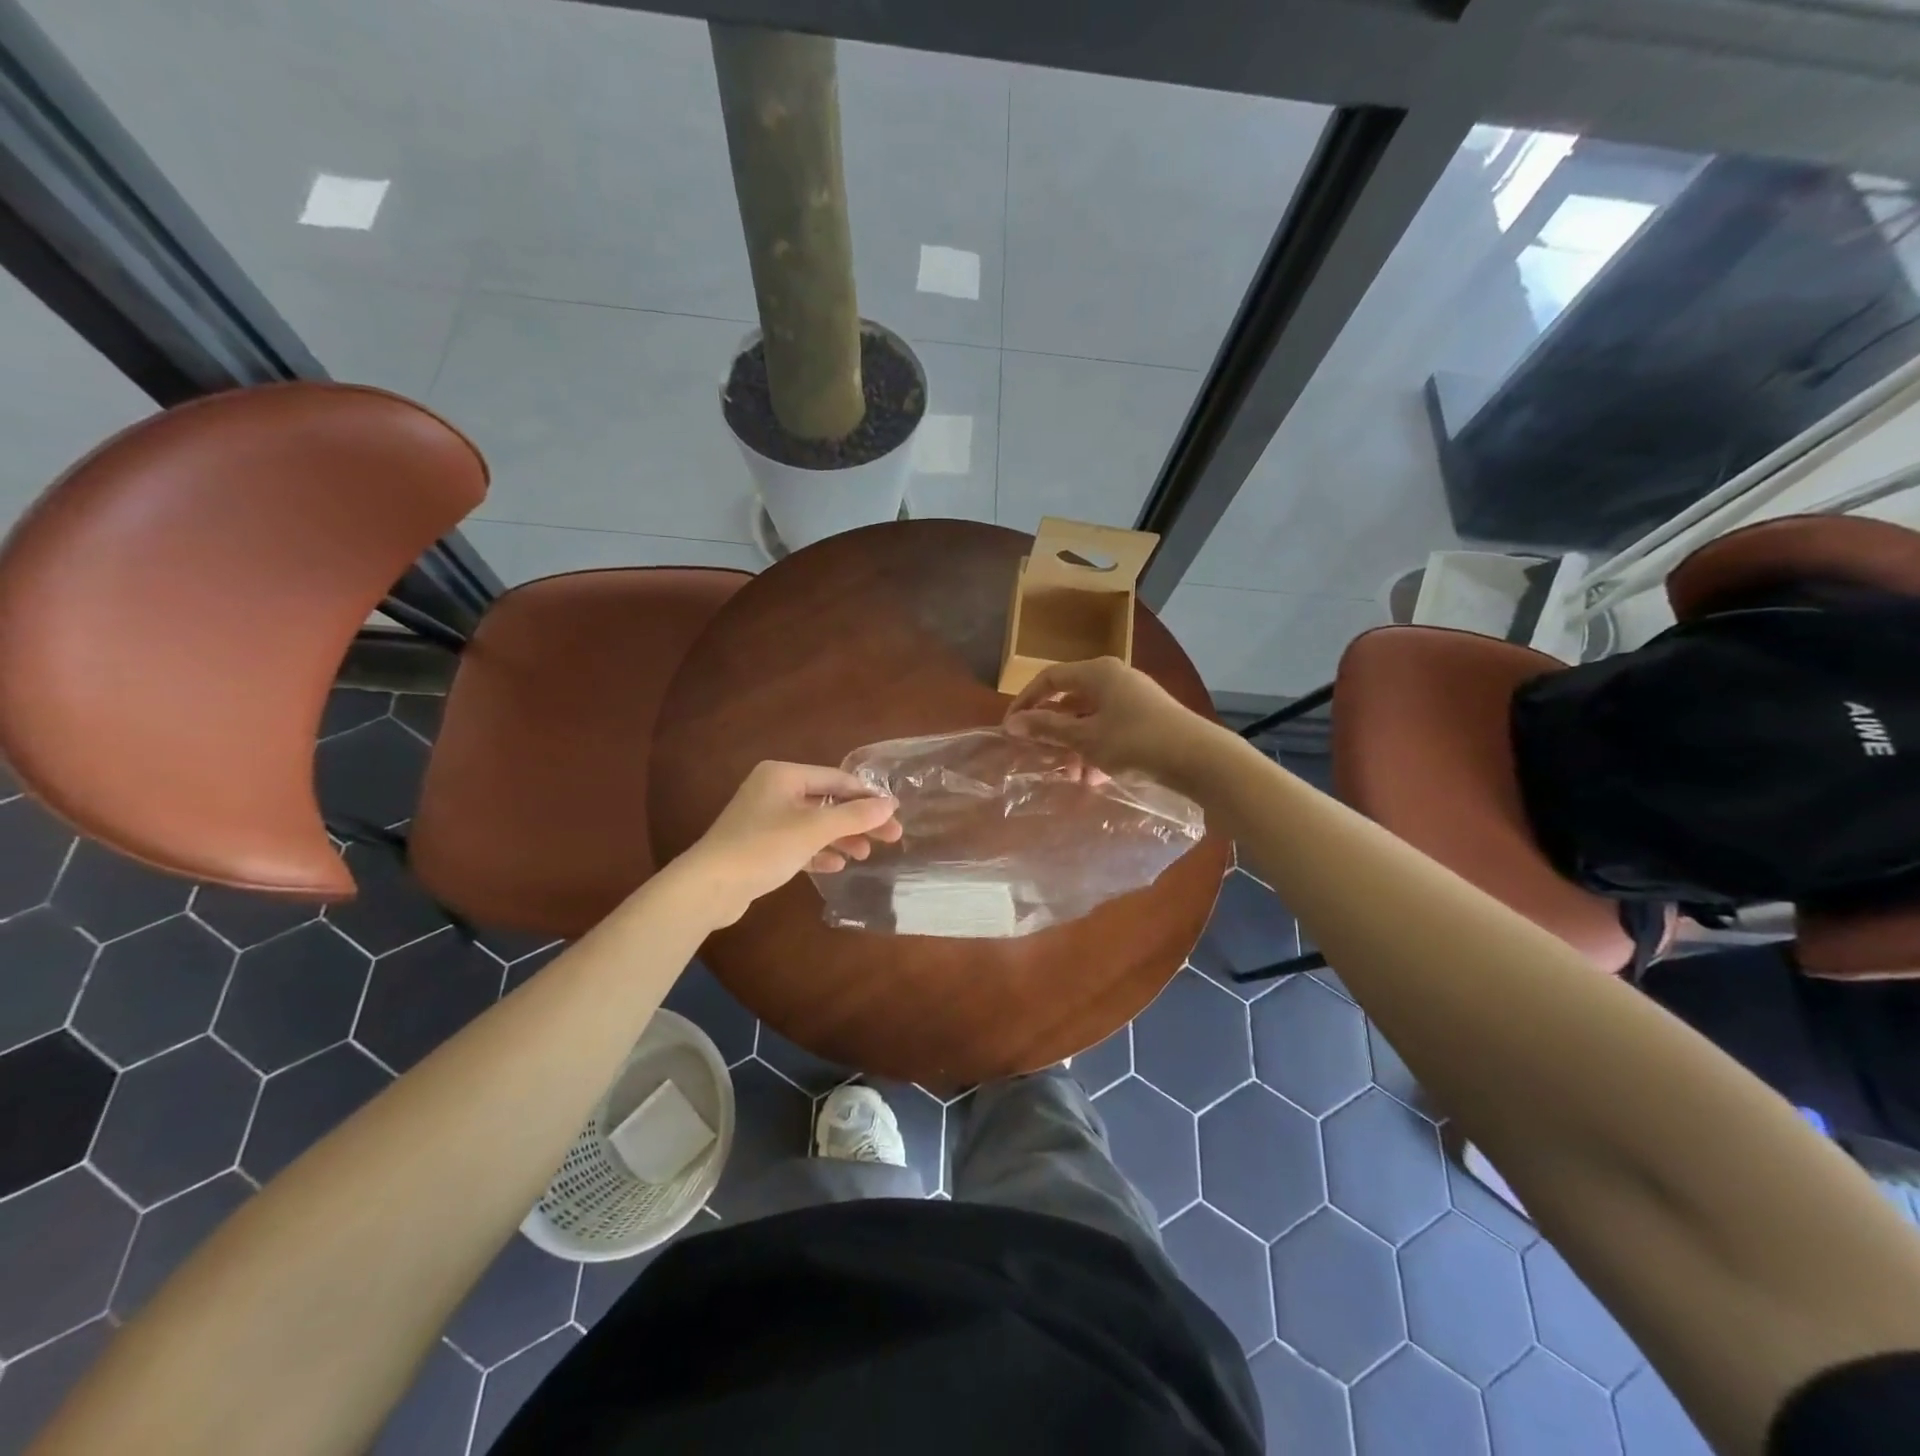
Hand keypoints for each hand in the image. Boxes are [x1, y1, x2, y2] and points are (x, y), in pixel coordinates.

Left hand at [676, 761, 901, 926]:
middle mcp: (773, 790)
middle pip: (827, 801)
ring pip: (814, 824)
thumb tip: (890, 805)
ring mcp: (764, 818)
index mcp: (783, 775)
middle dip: (857, 820)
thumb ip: (854, 816)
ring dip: (841, 837)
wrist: (709, 886)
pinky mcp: (760, 845)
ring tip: (864, 854)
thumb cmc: (764, 847)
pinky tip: (836, 865)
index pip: (836, 779)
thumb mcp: (814, 829)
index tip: (894, 813)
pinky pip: (798, 842)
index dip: (867, 796)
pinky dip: (818, 851)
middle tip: (890, 837)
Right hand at [1003, 657, 1216, 783]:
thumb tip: (1012, 724)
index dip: (1026, 701)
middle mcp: (1115, 679)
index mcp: (1098, 673)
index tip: (1010, 729)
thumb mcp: (1085, 738)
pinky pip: (1110, 731)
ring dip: (1075, 746)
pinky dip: (1097, 751)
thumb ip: (1048, 728)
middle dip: (1053, 731)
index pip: (1050, 678)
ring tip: (1071, 776)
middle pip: (1071, 700)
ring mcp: (1134, 699)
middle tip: (1039, 755)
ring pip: (1091, 720)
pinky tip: (1095, 779)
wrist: (1199, 759)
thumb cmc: (1135, 741)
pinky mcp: (1148, 720)